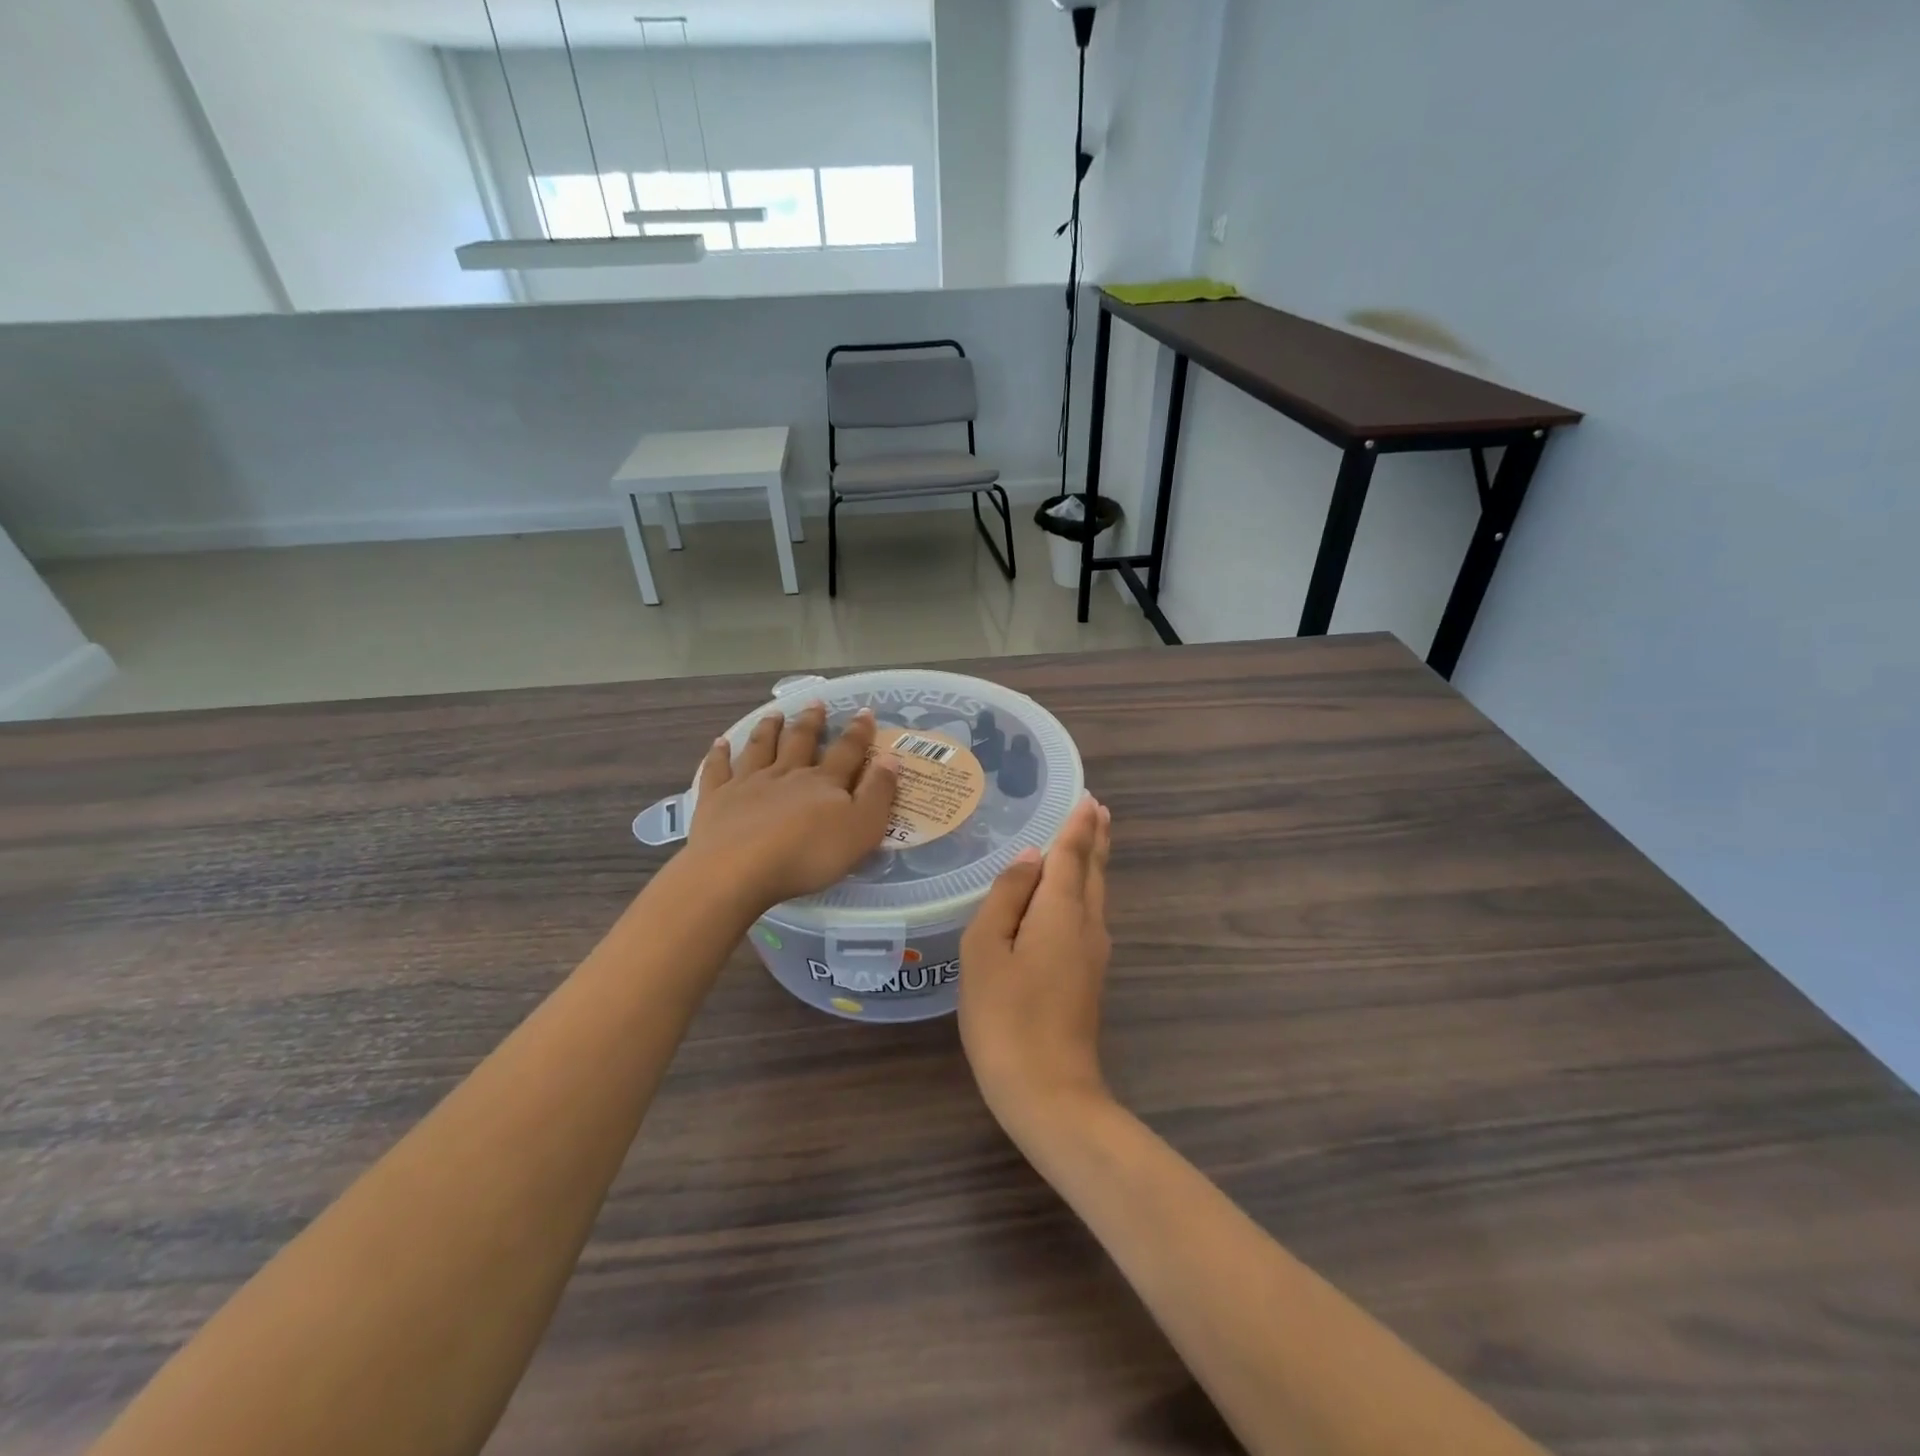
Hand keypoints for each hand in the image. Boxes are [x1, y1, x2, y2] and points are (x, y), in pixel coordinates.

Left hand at [687, 703, 900, 914]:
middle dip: (811, 722)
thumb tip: (890, 758)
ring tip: (774, 714)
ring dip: (769, 729)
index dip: (859, 732)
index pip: (847, 751)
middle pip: (800, 741)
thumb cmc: (808, 855)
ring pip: (760, 748)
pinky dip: (719, 754)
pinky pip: (717, 770)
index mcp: (824, 782)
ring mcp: (748, 784)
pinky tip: (720, 743)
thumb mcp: (861, 829)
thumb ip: (878, 794)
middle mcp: (786, 774)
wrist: (739, 870)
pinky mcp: (716, 800)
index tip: (865, 711)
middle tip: (815, 703)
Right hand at [959, 796, 1113, 1139]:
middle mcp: (1088, 925)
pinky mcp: (1089, 977)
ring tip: (1088, 838)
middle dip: (1095, 838)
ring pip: (1095, 894)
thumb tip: (1032, 857)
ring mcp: (1094, 954)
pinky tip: (1070, 894)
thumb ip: (1007, 896)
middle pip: (1093, 871)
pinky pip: (1088, 916)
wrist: (1049, 1092)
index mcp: (1062, 910)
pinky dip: (1084, 890)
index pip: (1072, 853)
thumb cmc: (1006, 1016)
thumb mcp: (986, 950)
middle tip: (1095, 809)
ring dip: (1092, 863)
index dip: (1079, 824)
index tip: (1088, 797)